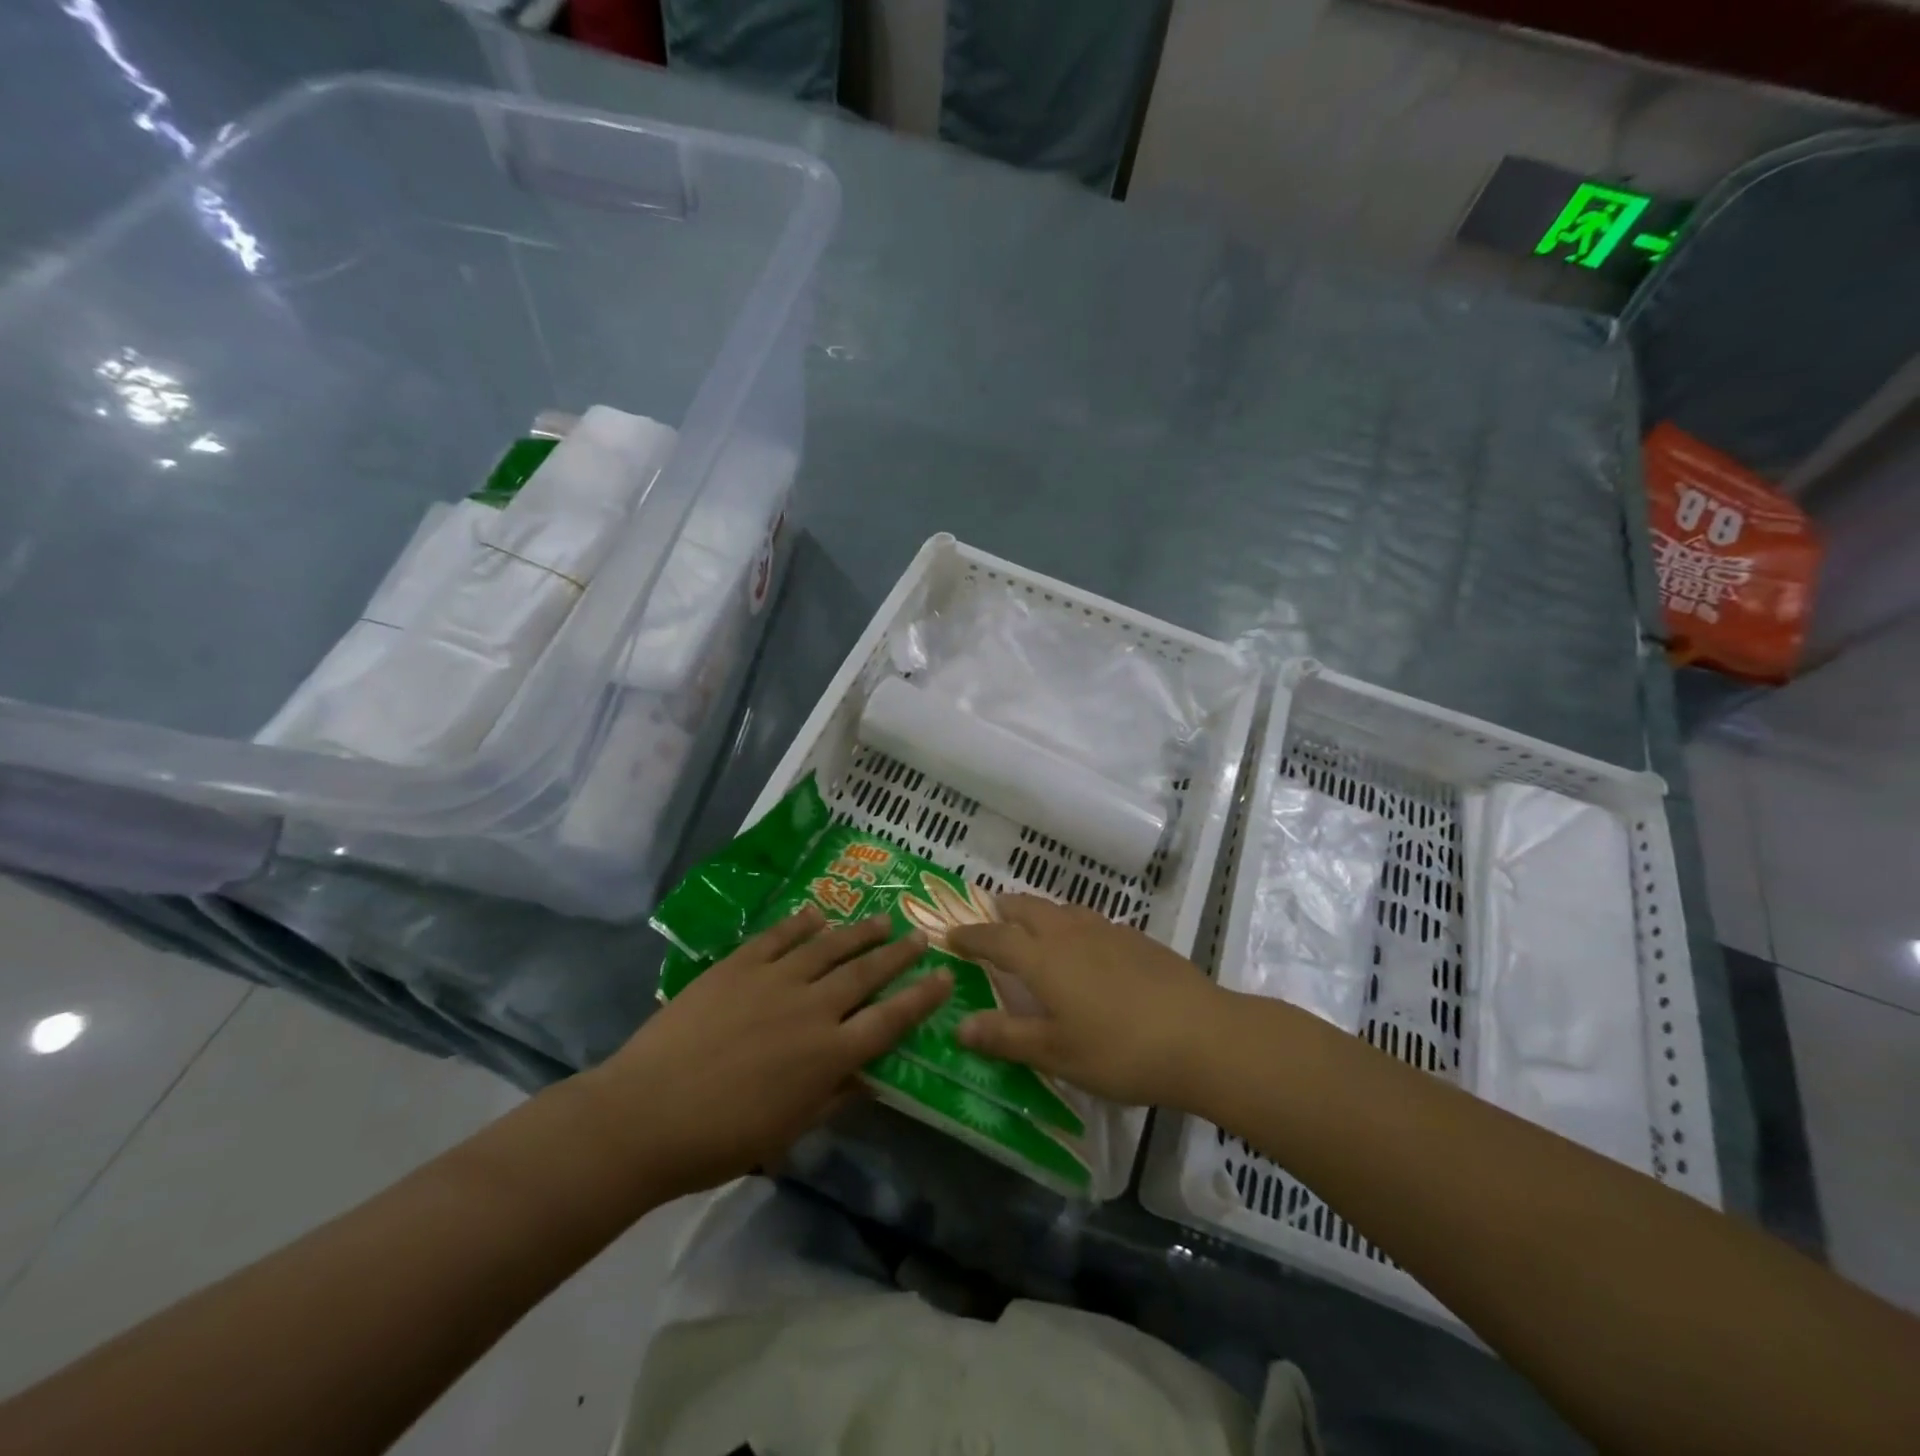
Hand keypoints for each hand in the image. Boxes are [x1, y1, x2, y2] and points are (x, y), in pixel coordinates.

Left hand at [587, 908, 949, 1199]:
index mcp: (828, 1055)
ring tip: (882, 919)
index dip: (921, 998)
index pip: (890, 1020)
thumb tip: (871, 1076)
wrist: (644, 1114)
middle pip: (866, 973)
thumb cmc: (719, 1139)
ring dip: (860, 932)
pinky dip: (802, 922)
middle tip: (920, 936)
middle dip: (898, 954)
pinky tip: (818, 912)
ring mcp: (774, 980)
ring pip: (829, 946)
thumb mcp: (788, 1131)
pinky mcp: (739, 965)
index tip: (944, 977)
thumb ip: (835, 1097)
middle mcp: (811, 1008)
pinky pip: (780, 936)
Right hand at [947, 894, 1222, 1106]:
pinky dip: (1072, 923)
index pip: (995, 938)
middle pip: (1028, 908)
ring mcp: (1107, 931)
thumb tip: (958, 1025)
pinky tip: (1086, 946)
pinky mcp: (1137, 938)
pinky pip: (1091, 920)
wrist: (1201, 1035)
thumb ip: (1006, 1037)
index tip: (951, 935)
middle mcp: (1070, 934)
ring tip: (1034, 924)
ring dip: (1039, 912)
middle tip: (990, 915)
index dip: (971, 936)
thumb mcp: (1056, 1053)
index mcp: (1043, 959)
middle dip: (1004, 909)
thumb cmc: (1119, 1050)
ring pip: (1062, 908)